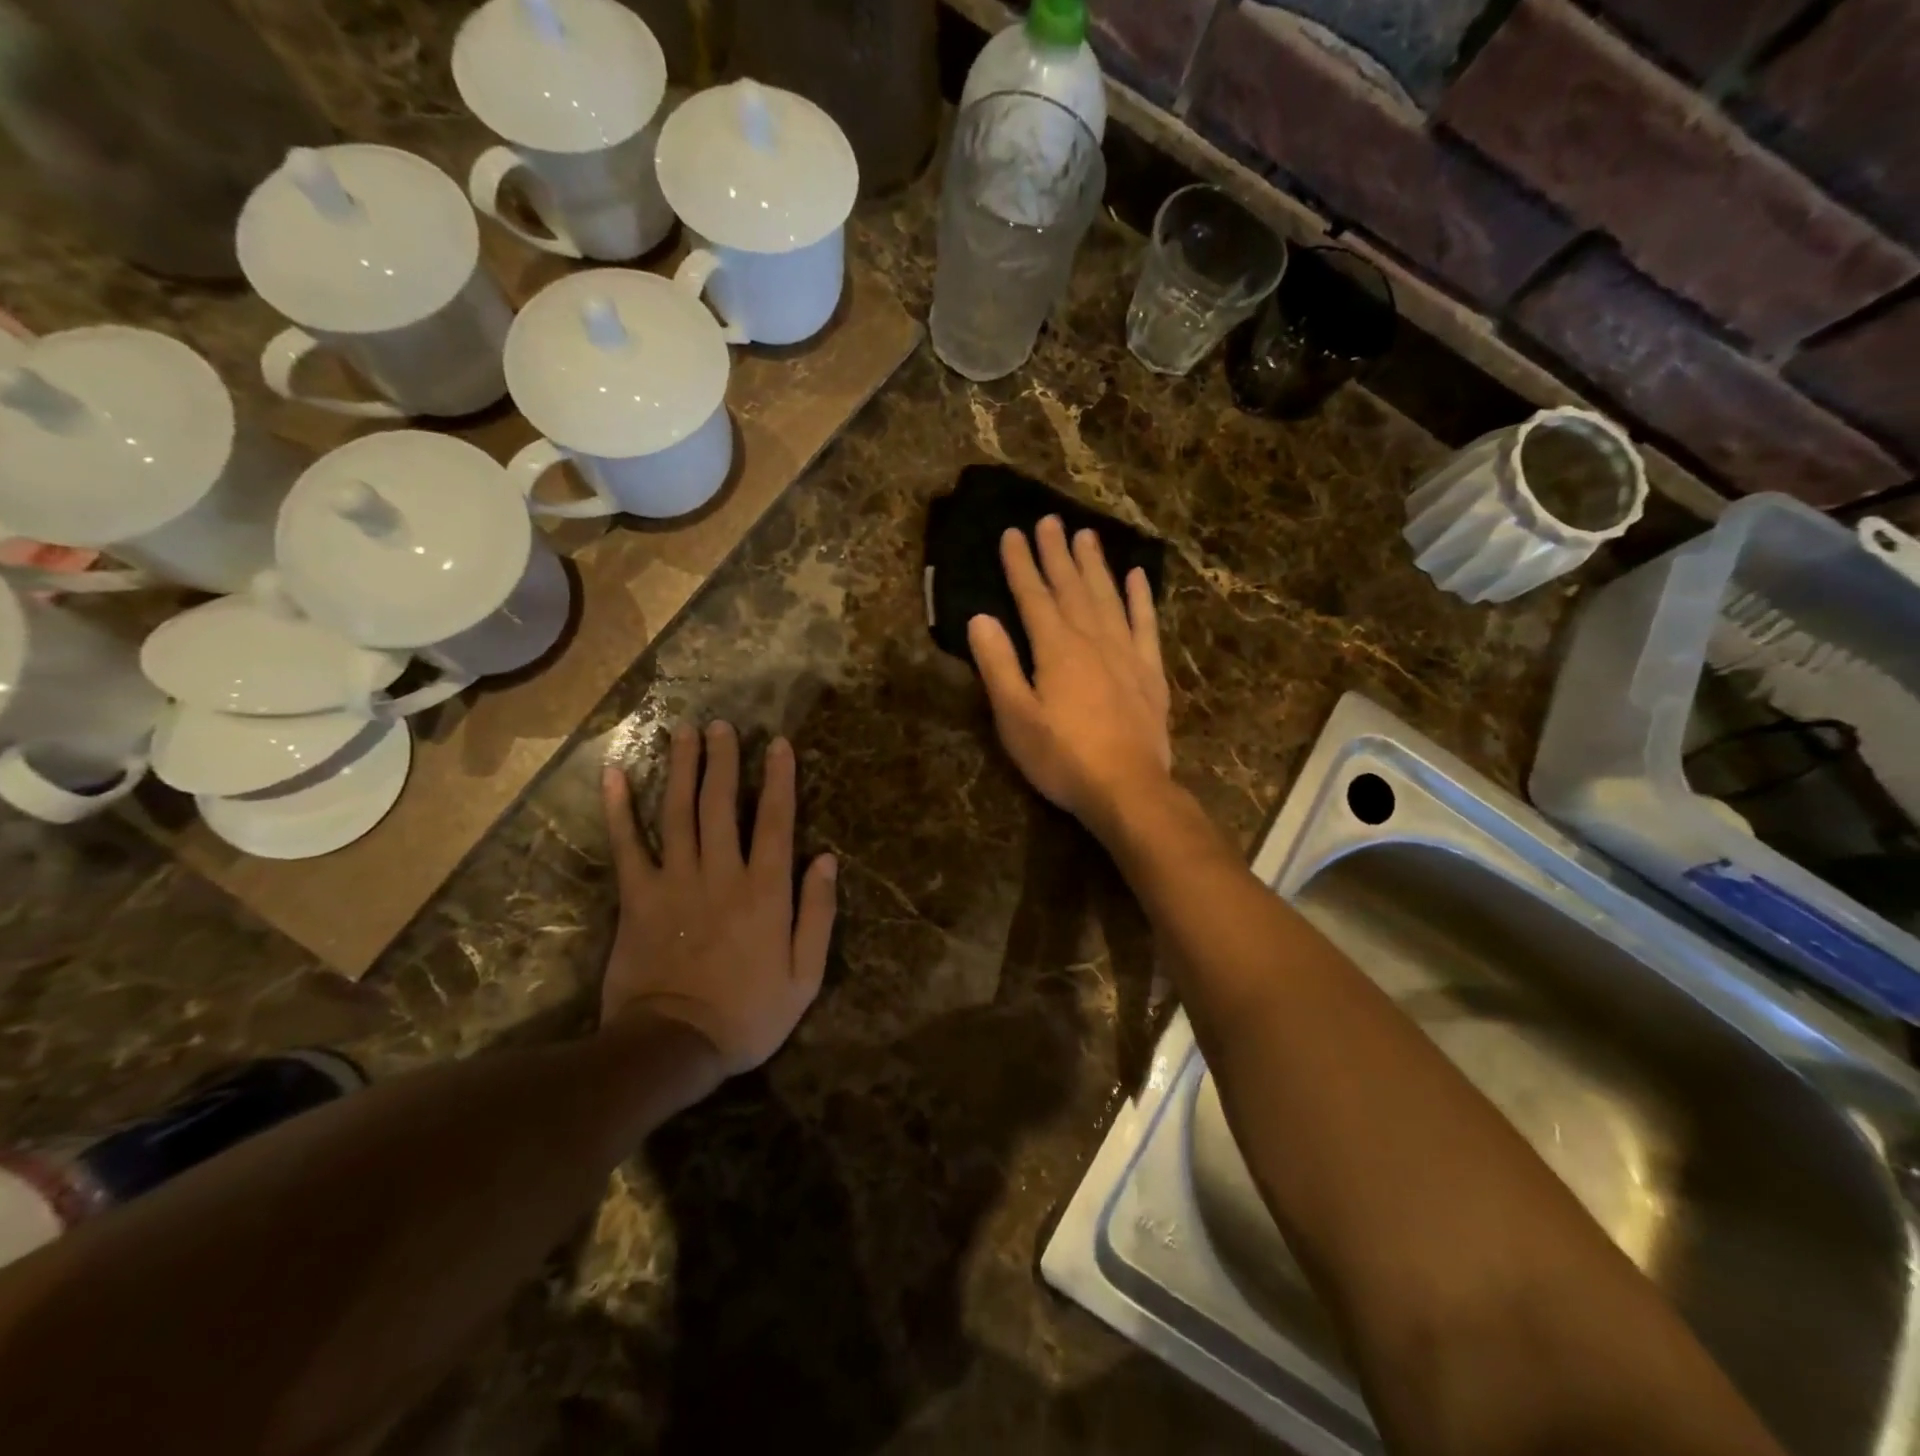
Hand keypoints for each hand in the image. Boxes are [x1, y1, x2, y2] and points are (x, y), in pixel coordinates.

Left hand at [601, 722, 837, 1075]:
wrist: (674, 1046)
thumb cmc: (748, 1014)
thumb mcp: (804, 975)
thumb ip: (818, 913)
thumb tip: (827, 859)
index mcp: (765, 890)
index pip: (775, 820)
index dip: (778, 779)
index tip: (778, 744)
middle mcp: (720, 873)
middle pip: (721, 804)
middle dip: (723, 760)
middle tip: (722, 726)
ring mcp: (674, 881)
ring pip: (678, 812)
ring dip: (681, 768)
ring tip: (683, 732)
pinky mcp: (637, 897)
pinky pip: (627, 845)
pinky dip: (619, 809)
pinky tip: (615, 775)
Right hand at [968, 515, 1172, 833]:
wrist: (1128, 789)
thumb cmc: (1062, 758)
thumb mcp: (1015, 718)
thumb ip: (998, 665)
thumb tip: (980, 618)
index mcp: (1056, 648)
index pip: (1034, 596)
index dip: (1021, 564)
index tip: (1013, 532)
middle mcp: (1093, 639)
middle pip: (1071, 587)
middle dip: (1057, 553)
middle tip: (1050, 519)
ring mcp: (1126, 653)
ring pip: (1108, 597)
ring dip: (1095, 565)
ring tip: (1086, 534)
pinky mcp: (1150, 672)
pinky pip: (1146, 624)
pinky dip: (1141, 599)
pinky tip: (1138, 577)